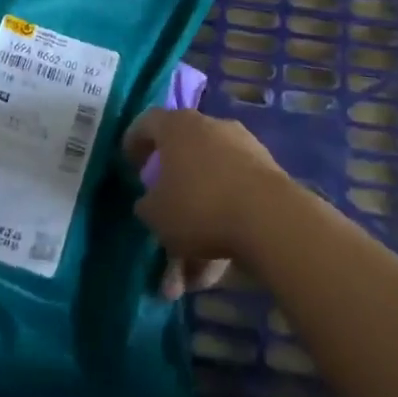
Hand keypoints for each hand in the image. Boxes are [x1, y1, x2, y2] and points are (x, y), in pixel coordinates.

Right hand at [123, 108, 290, 299]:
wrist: (269, 217)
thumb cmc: (199, 206)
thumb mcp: (156, 214)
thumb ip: (147, 206)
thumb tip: (150, 202)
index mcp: (178, 126)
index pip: (148, 122)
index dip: (134, 141)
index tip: (128, 163)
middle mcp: (210, 127)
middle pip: (182, 158)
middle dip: (170, 198)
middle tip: (159, 223)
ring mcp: (241, 147)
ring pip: (208, 186)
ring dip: (196, 225)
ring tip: (189, 274)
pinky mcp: (265, 172)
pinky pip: (233, 198)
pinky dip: (222, 226)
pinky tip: (215, 269)